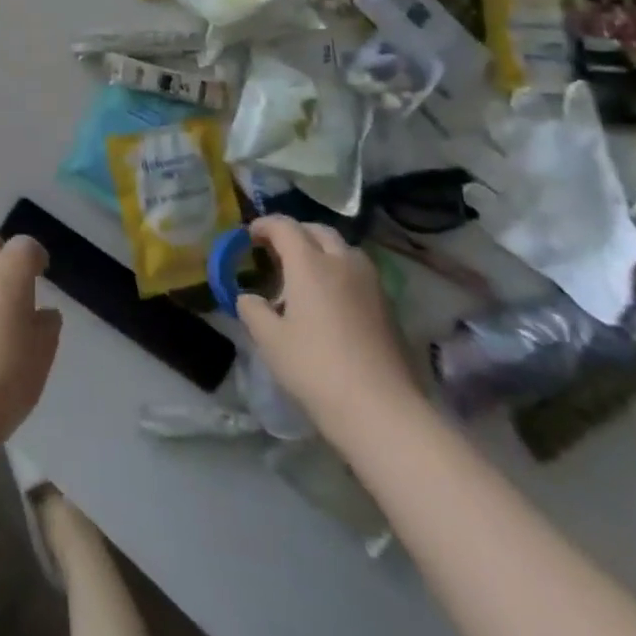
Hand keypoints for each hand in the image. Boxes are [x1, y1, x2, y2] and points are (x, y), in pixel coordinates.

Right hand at [237, 218, 422, 444]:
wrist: (382, 411)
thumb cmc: (317, 369)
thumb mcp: (270, 341)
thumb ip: (253, 311)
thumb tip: (248, 298)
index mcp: (309, 262)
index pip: (284, 226)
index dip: (264, 225)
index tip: (249, 235)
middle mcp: (342, 262)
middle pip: (317, 230)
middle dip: (294, 233)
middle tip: (277, 250)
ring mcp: (370, 283)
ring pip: (343, 249)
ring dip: (321, 250)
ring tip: (306, 273)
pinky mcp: (387, 306)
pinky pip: (358, 272)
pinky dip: (340, 271)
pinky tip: (331, 299)